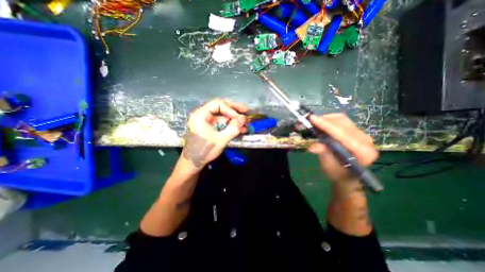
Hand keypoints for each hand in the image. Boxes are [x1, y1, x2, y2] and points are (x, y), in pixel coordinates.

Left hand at [183, 98, 249, 169]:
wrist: (194, 163)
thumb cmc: (204, 151)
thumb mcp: (221, 140)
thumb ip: (233, 128)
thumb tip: (244, 118)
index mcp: (201, 115)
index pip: (218, 104)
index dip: (231, 109)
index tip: (240, 117)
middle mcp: (203, 115)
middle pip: (221, 107)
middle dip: (235, 110)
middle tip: (247, 111)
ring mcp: (207, 121)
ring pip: (223, 115)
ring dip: (234, 119)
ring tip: (246, 123)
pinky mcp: (210, 127)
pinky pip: (222, 122)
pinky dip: (231, 125)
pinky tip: (240, 129)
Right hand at [307, 113, 378, 182]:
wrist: (346, 176)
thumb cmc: (337, 173)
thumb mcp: (328, 165)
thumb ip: (323, 153)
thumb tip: (313, 146)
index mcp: (363, 152)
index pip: (343, 134)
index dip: (326, 126)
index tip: (312, 119)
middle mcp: (366, 141)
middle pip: (343, 124)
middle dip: (325, 120)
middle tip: (310, 120)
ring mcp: (363, 135)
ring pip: (343, 120)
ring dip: (327, 119)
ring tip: (315, 122)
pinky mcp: (357, 132)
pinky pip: (343, 121)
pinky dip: (331, 120)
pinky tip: (323, 123)